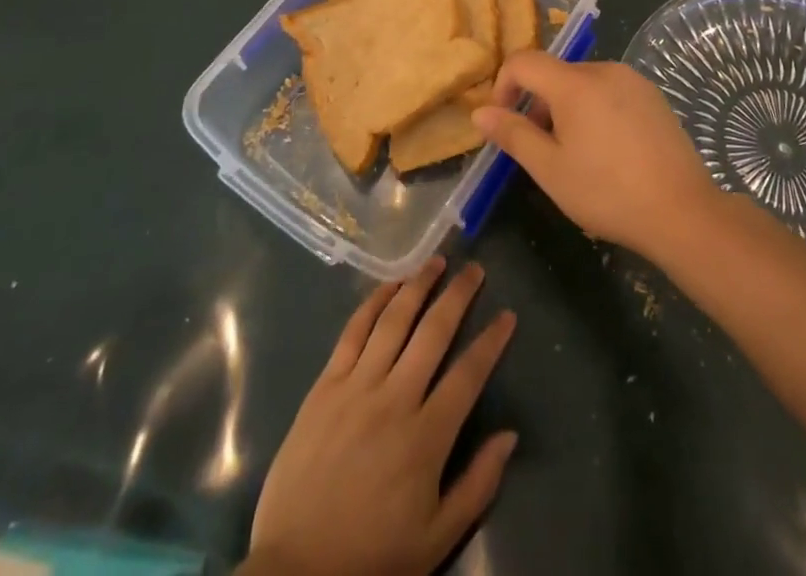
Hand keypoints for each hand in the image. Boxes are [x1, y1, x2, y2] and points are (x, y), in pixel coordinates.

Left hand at [244, 258, 517, 575]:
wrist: (295, 573)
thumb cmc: (372, 557)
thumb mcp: (435, 539)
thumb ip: (477, 484)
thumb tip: (510, 435)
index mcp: (426, 436)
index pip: (469, 373)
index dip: (491, 341)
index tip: (508, 315)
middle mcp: (395, 398)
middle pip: (434, 331)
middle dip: (458, 295)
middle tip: (475, 269)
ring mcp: (356, 387)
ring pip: (394, 320)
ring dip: (418, 285)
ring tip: (436, 262)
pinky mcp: (325, 386)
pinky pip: (353, 332)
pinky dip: (373, 303)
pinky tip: (390, 285)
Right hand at [472, 52, 718, 258]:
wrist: (682, 211)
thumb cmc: (607, 192)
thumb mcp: (550, 169)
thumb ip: (513, 135)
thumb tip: (480, 112)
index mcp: (574, 82)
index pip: (523, 61)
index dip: (504, 86)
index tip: (504, 122)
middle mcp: (604, 69)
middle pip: (555, 73)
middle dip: (538, 105)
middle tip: (542, 150)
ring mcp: (633, 80)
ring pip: (583, 83)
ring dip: (567, 109)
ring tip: (576, 155)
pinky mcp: (653, 96)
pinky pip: (610, 91)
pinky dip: (595, 110)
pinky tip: (608, 151)